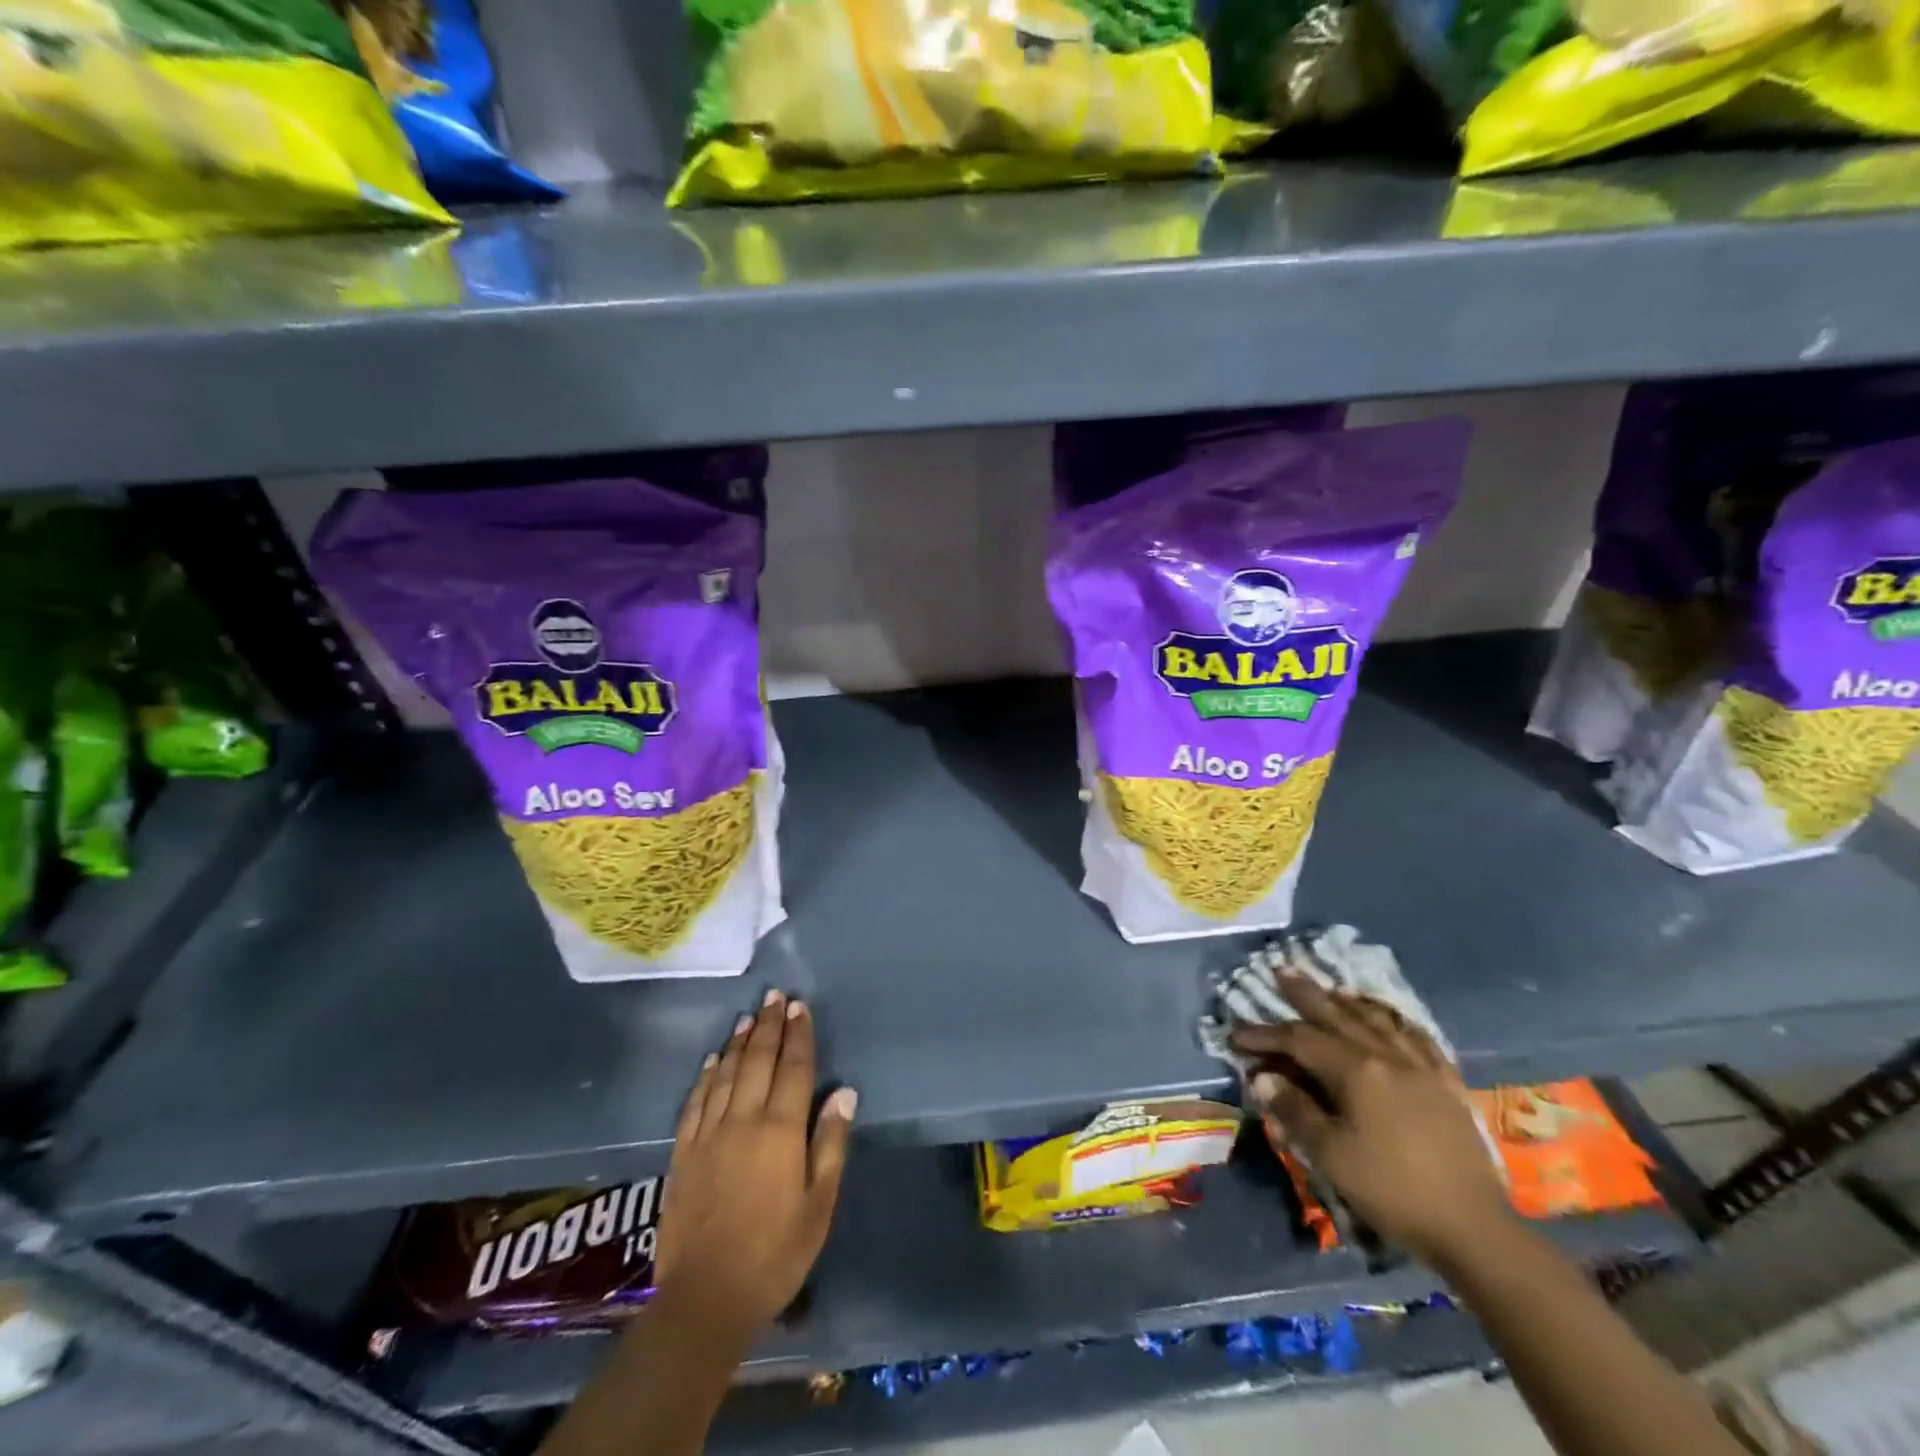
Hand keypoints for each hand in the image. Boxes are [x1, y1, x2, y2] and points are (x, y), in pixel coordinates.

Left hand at [655, 989, 856, 1338]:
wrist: (705, 1298)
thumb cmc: (775, 1254)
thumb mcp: (819, 1205)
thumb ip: (830, 1144)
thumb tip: (845, 1093)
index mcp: (780, 1131)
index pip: (794, 1069)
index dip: (799, 1035)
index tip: (800, 1007)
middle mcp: (743, 1120)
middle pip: (758, 1061)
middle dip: (768, 1025)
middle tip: (775, 995)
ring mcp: (709, 1134)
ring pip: (726, 1074)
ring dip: (739, 1042)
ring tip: (748, 1015)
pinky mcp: (683, 1153)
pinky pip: (695, 1102)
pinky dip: (706, 1076)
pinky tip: (712, 1060)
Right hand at [1229, 974, 1508, 1266]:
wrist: (1475, 1229)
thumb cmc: (1394, 1190)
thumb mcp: (1332, 1155)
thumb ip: (1296, 1111)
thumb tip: (1264, 1078)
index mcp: (1356, 1071)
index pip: (1299, 1040)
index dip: (1265, 1034)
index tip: (1236, 1035)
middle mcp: (1387, 1057)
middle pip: (1338, 1017)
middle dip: (1306, 995)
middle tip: (1283, 971)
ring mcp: (1422, 1068)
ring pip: (1379, 1022)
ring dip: (1350, 1003)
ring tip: (1334, 989)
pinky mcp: (1447, 1086)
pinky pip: (1419, 1040)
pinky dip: (1398, 1023)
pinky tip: (1393, 1020)